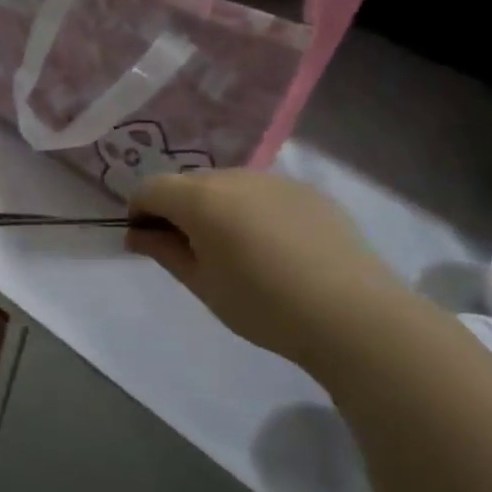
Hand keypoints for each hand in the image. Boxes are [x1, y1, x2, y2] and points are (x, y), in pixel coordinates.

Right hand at [127, 170, 413, 366]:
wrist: (353, 315)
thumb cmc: (263, 305)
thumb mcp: (202, 284)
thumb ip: (164, 251)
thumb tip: (137, 234)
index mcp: (201, 198)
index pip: (150, 187)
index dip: (139, 211)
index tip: (147, 242)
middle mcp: (235, 176)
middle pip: (188, 183)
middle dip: (177, 209)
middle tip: (190, 251)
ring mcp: (275, 180)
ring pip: (227, 185)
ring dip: (215, 208)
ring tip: (235, 251)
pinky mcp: (308, 192)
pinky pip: (263, 193)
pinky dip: (252, 211)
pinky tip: (273, 248)